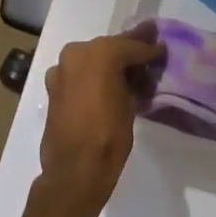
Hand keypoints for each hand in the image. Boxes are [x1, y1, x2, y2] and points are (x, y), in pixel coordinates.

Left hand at [38, 25, 162, 212]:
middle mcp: (78, 51)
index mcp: (101, 52)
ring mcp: (63, 67)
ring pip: (93, 58)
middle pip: (110, 47)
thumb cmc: (109, 137)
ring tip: (129, 69)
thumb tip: (137, 72)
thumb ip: (132, 80)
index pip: (131, 46)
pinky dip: (92, 74)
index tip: (161, 47)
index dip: (149, 48)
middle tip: (148, 48)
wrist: (74, 170)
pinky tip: (106, 84)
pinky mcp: (54, 84)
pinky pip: (79, 71)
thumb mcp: (130, 104)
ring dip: (109, 62)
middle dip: (129, 50)